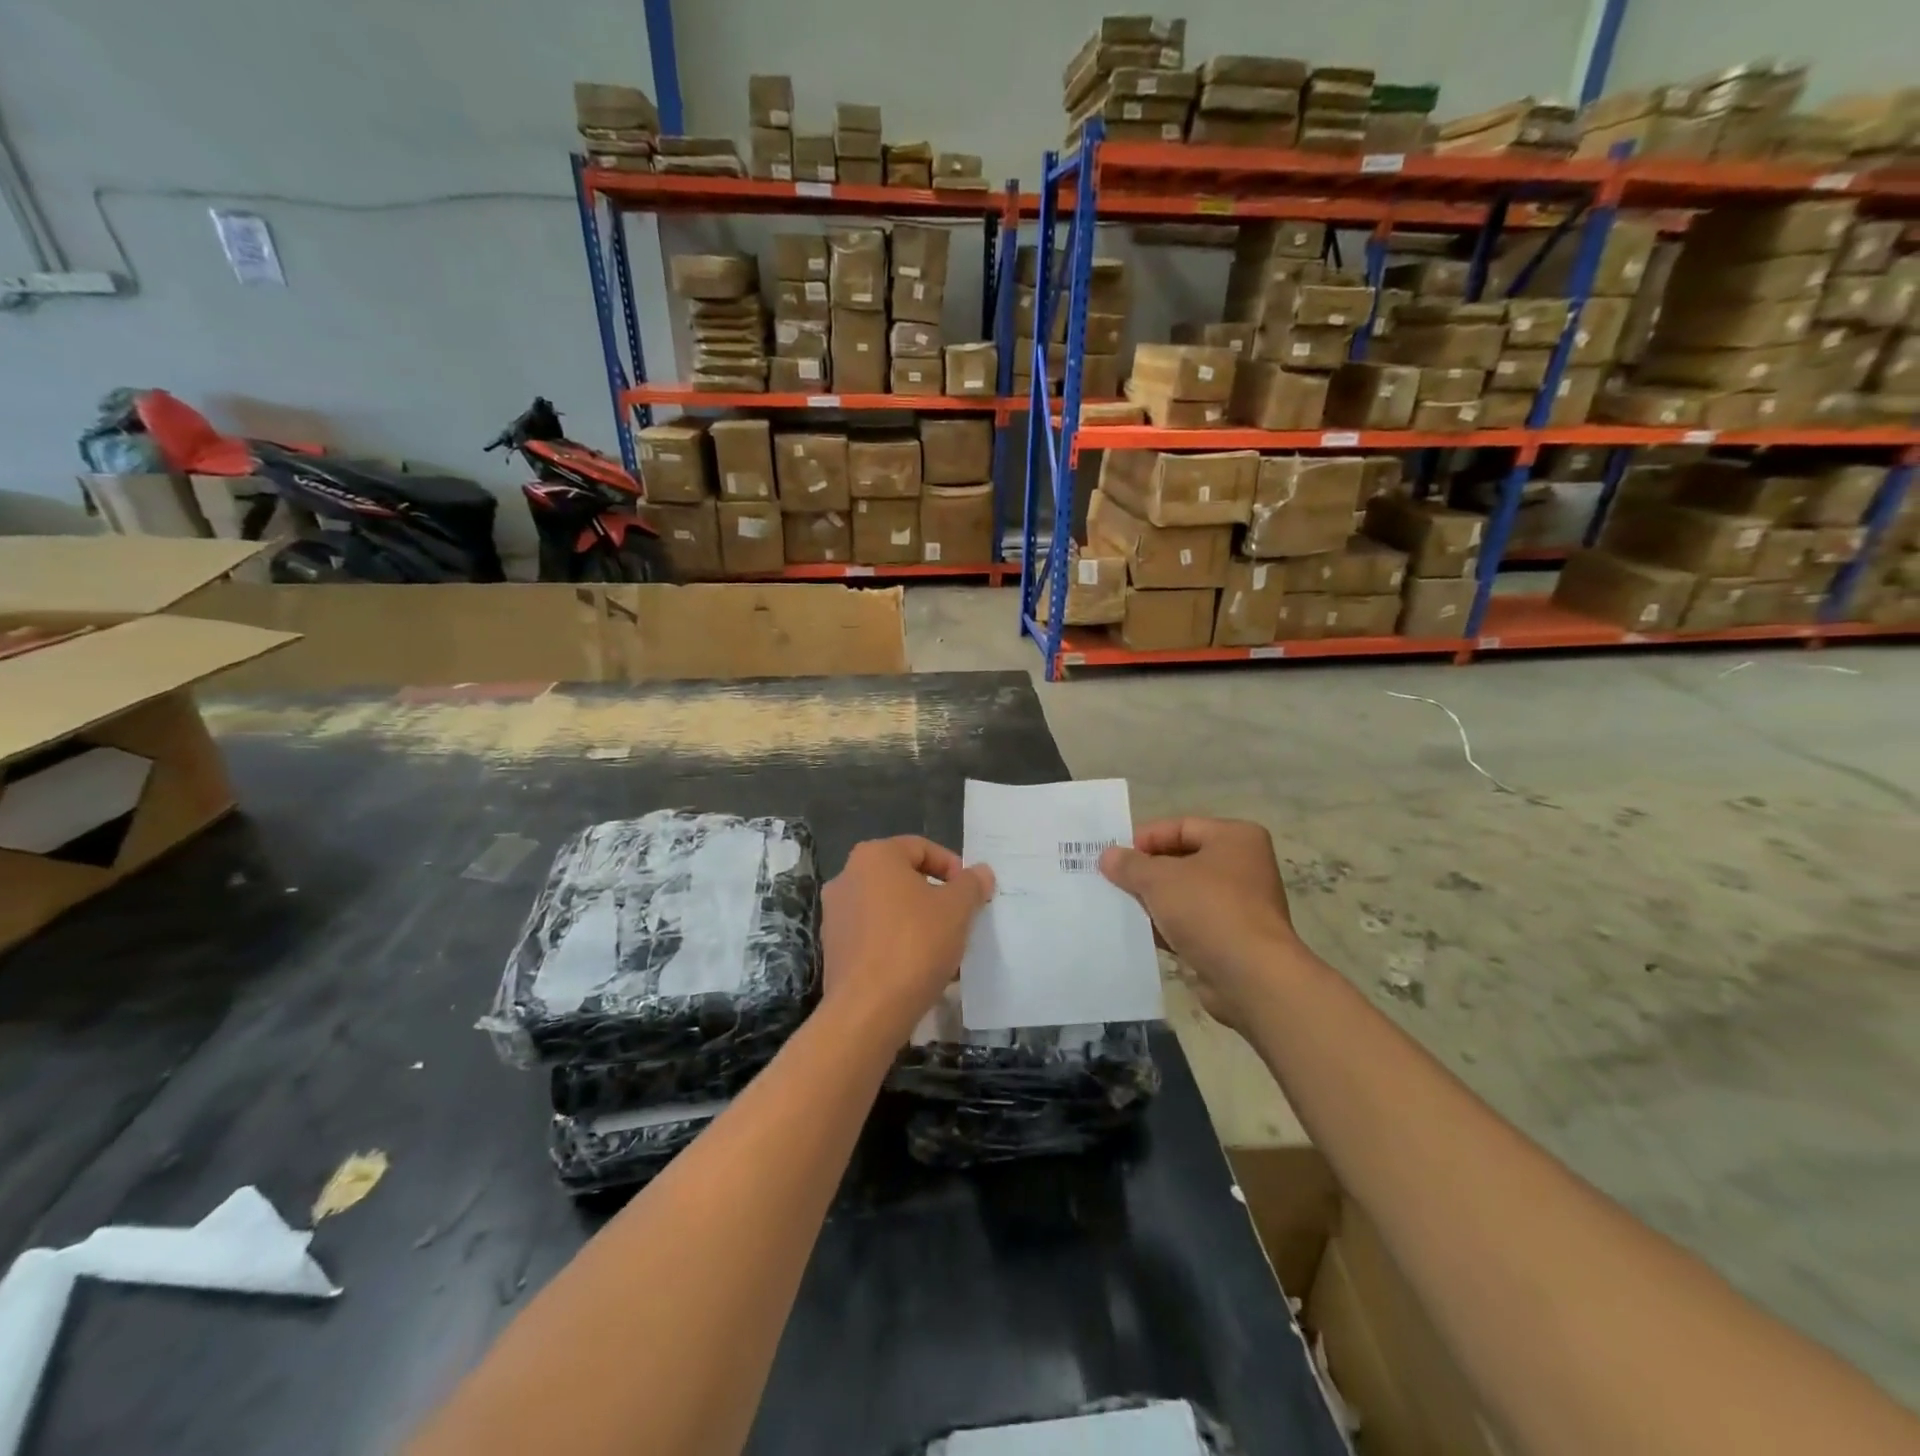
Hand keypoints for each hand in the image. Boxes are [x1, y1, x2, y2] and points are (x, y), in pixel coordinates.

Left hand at [820, 837, 994, 1041]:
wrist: (867, 1010)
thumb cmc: (915, 945)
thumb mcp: (956, 909)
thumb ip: (971, 885)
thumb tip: (980, 872)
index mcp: (874, 856)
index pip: (920, 848)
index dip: (952, 867)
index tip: (971, 893)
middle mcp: (847, 877)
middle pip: (902, 877)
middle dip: (934, 895)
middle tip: (960, 917)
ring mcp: (835, 914)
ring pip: (888, 907)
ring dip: (917, 920)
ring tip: (943, 945)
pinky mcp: (834, 948)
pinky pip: (874, 935)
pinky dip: (897, 942)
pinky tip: (919, 967)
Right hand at [1100, 818, 1300, 1031]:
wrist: (1251, 977)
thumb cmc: (1209, 910)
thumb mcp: (1159, 879)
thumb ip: (1130, 864)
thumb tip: (1108, 856)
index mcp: (1235, 838)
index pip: (1181, 827)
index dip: (1145, 839)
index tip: (1113, 856)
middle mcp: (1243, 867)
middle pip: (1182, 861)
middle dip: (1146, 872)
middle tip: (1110, 881)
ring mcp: (1240, 905)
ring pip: (1184, 894)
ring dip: (1153, 901)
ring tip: (1117, 906)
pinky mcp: (1231, 939)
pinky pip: (1190, 924)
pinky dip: (1166, 926)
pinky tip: (1138, 933)